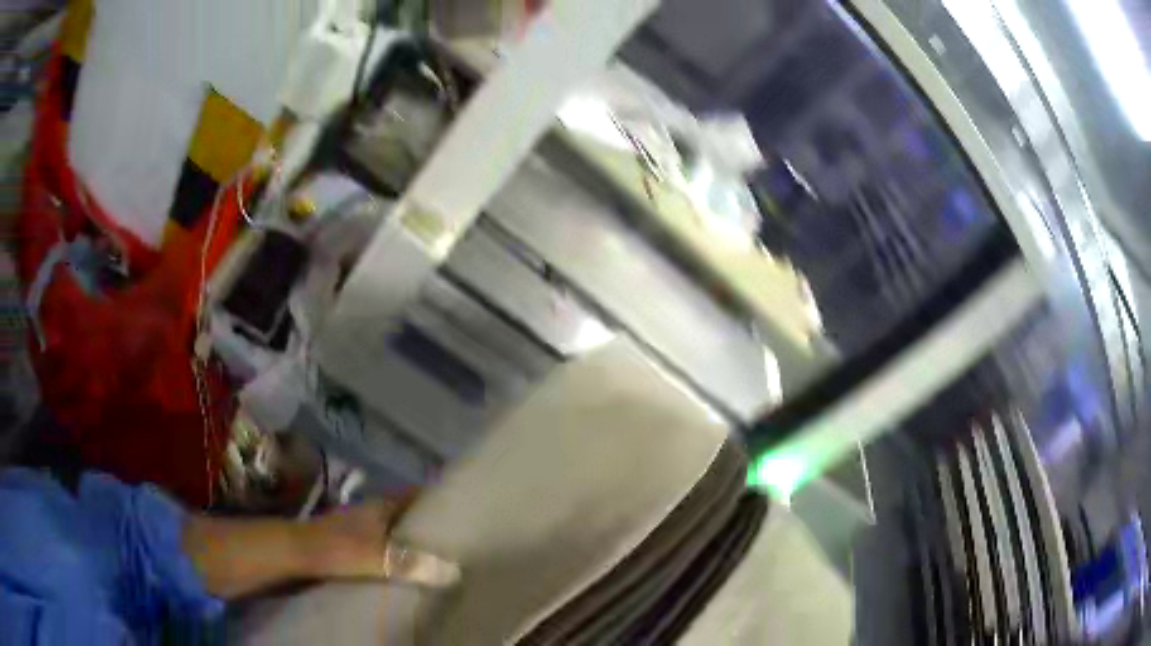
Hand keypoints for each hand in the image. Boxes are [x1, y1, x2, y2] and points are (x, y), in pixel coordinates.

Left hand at [301, 499, 460, 587]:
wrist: (295, 555)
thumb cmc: (336, 547)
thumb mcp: (376, 556)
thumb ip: (412, 563)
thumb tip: (455, 571)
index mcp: (381, 506)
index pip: (416, 495)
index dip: (438, 498)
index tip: (464, 508)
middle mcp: (372, 513)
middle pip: (408, 515)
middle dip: (430, 525)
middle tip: (460, 542)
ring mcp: (360, 530)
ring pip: (394, 532)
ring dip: (412, 543)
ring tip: (441, 560)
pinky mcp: (351, 548)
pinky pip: (382, 549)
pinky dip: (396, 557)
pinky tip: (408, 573)